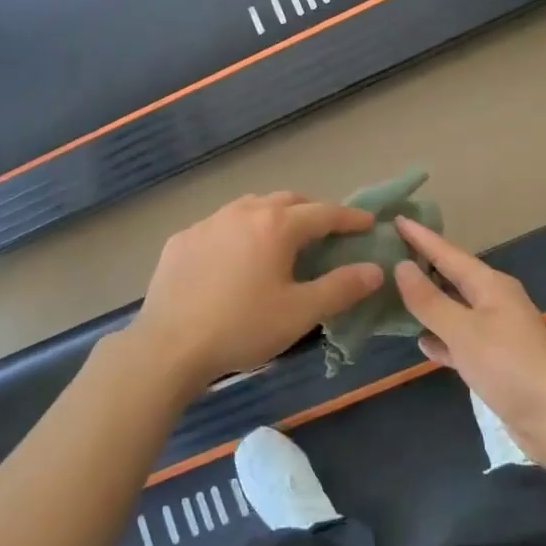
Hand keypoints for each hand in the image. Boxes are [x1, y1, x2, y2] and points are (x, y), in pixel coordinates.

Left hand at [126, 193, 384, 390]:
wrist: (169, 345)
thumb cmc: (243, 327)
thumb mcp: (300, 312)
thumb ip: (341, 288)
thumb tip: (375, 270)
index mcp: (276, 226)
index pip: (324, 213)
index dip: (349, 218)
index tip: (368, 223)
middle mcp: (243, 212)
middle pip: (286, 201)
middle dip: (311, 211)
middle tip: (326, 230)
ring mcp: (208, 222)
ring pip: (250, 207)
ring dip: (273, 216)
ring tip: (281, 238)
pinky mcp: (182, 239)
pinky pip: (220, 225)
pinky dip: (238, 232)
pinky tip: (234, 257)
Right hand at [392, 218, 545, 470]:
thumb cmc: (510, 368)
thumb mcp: (463, 331)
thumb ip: (429, 300)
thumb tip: (401, 267)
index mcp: (490, 286)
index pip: (447, 253)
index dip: (420, 237)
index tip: (395, 219)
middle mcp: (493, 302)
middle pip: (451, 277)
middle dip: (422, 265)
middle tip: (386, 253)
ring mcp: (495, 332)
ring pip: (453, 308)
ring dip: (427, 302)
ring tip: (392, 293)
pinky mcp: (494, 361)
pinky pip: (459, 339)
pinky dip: (440, 337)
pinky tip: (421, 342)